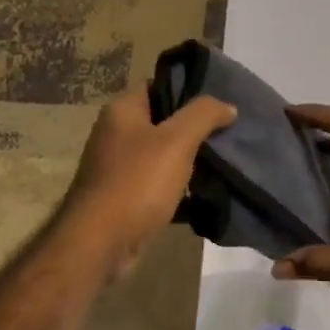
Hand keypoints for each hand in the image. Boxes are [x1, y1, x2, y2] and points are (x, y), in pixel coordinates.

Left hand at [64, 87, 236, 277]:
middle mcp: (115, 135)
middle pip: (163, 123)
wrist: (100, 243)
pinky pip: (158, 187)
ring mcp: (118, 169)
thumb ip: (204, 115)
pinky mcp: (124, 199)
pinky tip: (205, 196)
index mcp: (122, 111)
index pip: (159, 87)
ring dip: (189, 163)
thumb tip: (227, 106)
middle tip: (229, 135)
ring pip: (162, 157)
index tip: (221, 103)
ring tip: (224, 164)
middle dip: (195, 130)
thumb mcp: (177, 141)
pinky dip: (179, 192)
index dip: (190, 91)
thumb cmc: (137, 183)